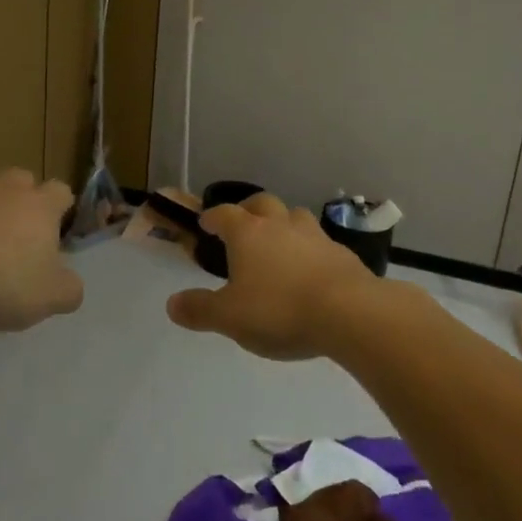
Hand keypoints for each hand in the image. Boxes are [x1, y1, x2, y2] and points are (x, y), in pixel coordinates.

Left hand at [0, 169, 82, 331]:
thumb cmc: (4, 284)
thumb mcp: (51, 298)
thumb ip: (69, 289)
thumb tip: (71, 285)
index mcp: (40, 206)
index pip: (61, 191)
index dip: (61, 207)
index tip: (57, 227)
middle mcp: (6, 189)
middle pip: (21, 179)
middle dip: (22, 197)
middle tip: (18, 231)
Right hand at [166, 193, 370, 359]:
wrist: (350, 313)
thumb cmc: (280, 310)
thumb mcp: (230, 318)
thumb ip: (200, 309)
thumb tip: (172, 304)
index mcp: (248, 233)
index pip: (224, 214)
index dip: (212, 217)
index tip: (205, 223)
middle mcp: (280, 225)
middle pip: (262, 203)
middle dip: (249, 210)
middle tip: (243, 227)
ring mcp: (314, 236)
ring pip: (294, 216)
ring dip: (283, 224)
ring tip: (278, 245)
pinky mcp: (342, 254)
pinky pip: (319, 242)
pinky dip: (309, 250)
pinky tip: (310, 271)